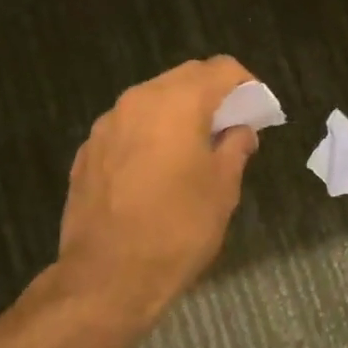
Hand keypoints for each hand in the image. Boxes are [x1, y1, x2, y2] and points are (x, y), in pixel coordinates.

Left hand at [56, 57, 261, 322]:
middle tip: (232, 128)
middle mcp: (137, 101)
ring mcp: (106, 125)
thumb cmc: (177, 229)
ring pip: (152, 101)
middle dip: (212, 96)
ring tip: (195, 150)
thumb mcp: (222, 190)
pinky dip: (150, 136)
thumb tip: (240, 131)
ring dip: (178, 114)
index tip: (259, 111)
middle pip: (184, 79)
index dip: (247, 85)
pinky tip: (157, 171)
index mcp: (176, 103)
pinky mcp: (87, 152)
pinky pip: (128, 128)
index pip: (221, 69)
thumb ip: (235, 148)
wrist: (106, 277)